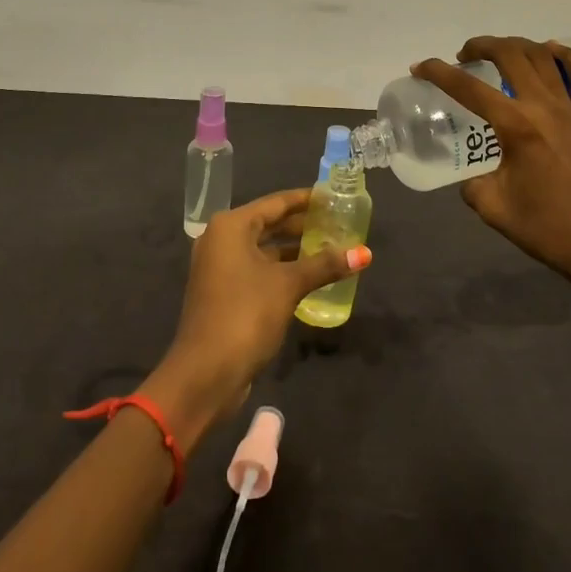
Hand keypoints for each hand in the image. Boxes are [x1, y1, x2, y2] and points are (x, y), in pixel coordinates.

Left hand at [141, 188, 367, 449]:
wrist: (205, 374)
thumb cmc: (245, 315)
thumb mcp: (288, 285)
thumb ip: (325, 265)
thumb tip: (365, 253)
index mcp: (231, 227)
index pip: (276, 203)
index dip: (306, 199)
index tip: (334, 197)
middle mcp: (222, 240)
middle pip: (269, 224)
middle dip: (302, 225)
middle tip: (338, 222)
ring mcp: (220, 268)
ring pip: (264, 249)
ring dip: (294, 249)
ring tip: (330, 247)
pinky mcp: (224, 293)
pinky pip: (258, 270)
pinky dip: (282, 269)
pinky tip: (310, 276)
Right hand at [414, 37, 570, 307]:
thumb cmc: (548, 230)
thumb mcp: (493, 208)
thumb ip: (473, 185)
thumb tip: (474, 177)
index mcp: (516, 127)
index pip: (468, 88)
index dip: (438, 72)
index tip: (420, 68)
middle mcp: (544, 107)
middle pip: (510, 55)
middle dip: (481, 46)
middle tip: (463, 56)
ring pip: (544, 57)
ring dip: (516, 45)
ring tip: (499, 53)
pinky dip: (566, 56)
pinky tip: (552, 51)